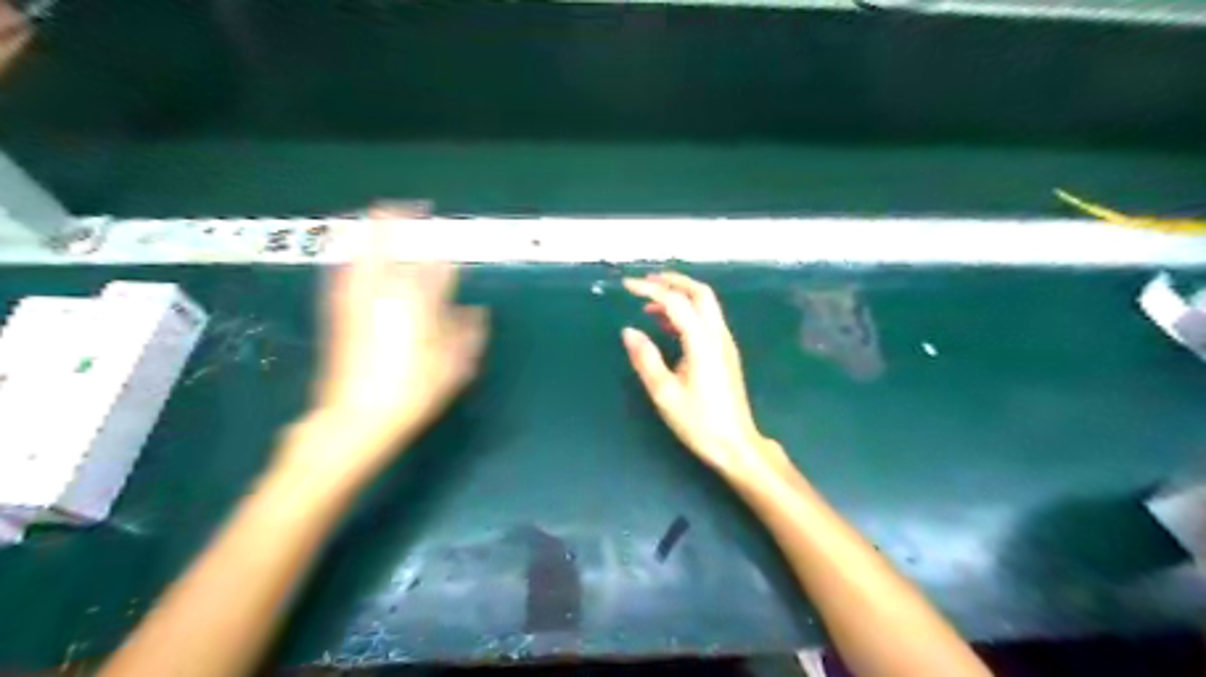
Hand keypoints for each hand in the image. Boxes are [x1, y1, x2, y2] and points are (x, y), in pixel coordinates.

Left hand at [291, 207, 482, 480]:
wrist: (354, 418)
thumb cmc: (410, 394)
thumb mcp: (452, 369)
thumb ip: (466, 335)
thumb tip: (475, 313)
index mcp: (417, 306)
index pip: (435, 268)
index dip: (445, 254)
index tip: (451, 249)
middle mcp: (384, 293)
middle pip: (389, 244)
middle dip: (400, 220)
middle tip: (413, 209)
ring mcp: (356, 300)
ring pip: (362, 251)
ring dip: (373, 230)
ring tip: (382, 214)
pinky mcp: (338, 311)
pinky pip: (345, 270)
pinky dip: (351, 253)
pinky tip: (353, 250)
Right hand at [627, 273, 798, 479]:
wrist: (736, 444)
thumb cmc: (699, 422)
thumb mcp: (665, 394)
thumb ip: (646, 359)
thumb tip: (628, 331)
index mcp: (702, 343)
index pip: (676, 302)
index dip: (651, 290)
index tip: (627, 286)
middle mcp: (718, 336)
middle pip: (700, 293)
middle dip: (672, 281)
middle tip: (645, 282)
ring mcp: (725, 343)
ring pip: (706, 304)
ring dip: (680, 294)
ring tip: (649, 302)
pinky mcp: (725, 352)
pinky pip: (706, 319)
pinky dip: (686, 312)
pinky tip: (666, 324)